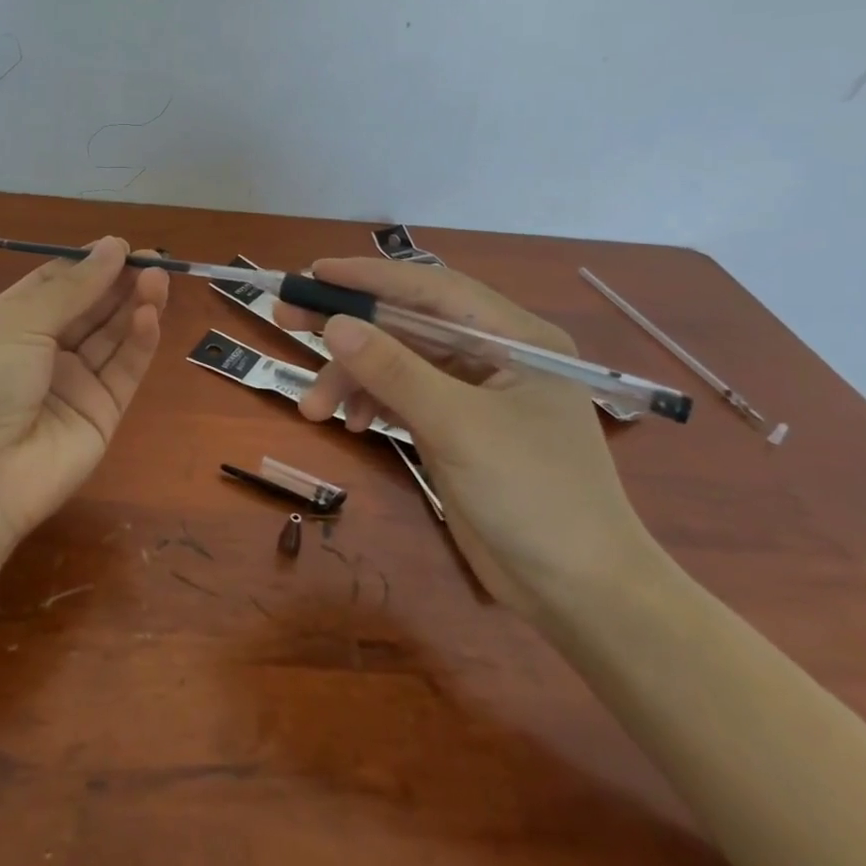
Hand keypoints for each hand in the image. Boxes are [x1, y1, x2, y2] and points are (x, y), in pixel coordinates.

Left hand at [0, 237, 168, 550]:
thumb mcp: (19, 321)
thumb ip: (73, 287)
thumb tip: (112, 246)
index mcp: (12, 323)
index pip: (57, 284)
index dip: (89, 264)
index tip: (120, 246)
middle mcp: (43, 350)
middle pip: (91, 308)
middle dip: (119, 282)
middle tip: (153, 259)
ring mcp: (74, 383)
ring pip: (113, 336)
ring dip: (135, 305)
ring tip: (159, 279)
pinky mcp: (102, 413)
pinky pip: (124, 370)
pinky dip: (140, 342)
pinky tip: (150, 315)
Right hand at [274, 257, 663, 618]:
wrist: (578, 592)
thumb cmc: (534, 496)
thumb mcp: (459, 426)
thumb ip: (394, 371)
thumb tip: (334, 323)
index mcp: (514, 336)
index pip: (432, 289)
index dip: (370, 277)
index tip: (314, 273)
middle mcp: (494, 354)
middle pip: (407, 324)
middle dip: (349, 326)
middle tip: (287, 318)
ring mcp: (473, 392)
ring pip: (397, 363)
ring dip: (352, 379)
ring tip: (312, 408)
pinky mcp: (456, 427)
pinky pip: (401, 397)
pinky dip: (371, 404)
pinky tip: (352, 424)